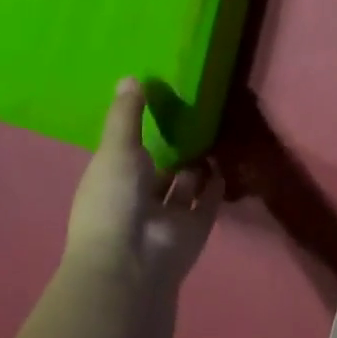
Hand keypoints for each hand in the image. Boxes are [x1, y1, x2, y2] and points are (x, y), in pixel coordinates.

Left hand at [64, 78, 219, 291]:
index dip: (139, 135)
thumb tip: (130, 77)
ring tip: (211, 135)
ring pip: (183, 188)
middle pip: (157, 173)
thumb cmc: (114, 200)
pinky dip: (216, 187)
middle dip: (171, 152)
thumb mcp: (116, 148)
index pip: (125, 155)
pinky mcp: (194, 230)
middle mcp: (138, 201)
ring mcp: (167, 218)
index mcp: (112, 182)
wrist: (132, 260)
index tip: (158, 107)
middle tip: (192, 119)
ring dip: (195, 167)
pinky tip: (225, 163)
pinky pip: (207, 204)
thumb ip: (126, 115)